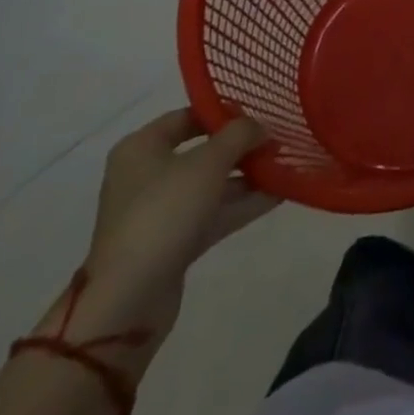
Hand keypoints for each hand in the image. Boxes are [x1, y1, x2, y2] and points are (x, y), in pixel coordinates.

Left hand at [78, 110, 277, 338]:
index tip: (258, 114)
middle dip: (240, 147)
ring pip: (210, 185)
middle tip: (277, 141)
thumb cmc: (163, 212)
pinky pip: (211, 213)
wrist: (128, 301)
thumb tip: (260, 126)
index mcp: (141, 147)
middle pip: (201, 151)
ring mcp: (159, 212)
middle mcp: (146, 175)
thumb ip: (239, 135)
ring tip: (285, 166)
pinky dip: (240, 204)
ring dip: (246, 177)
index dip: (223, 112)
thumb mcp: (208, 162)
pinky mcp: (172, 243)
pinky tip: (277, 195)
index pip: (187, 116)